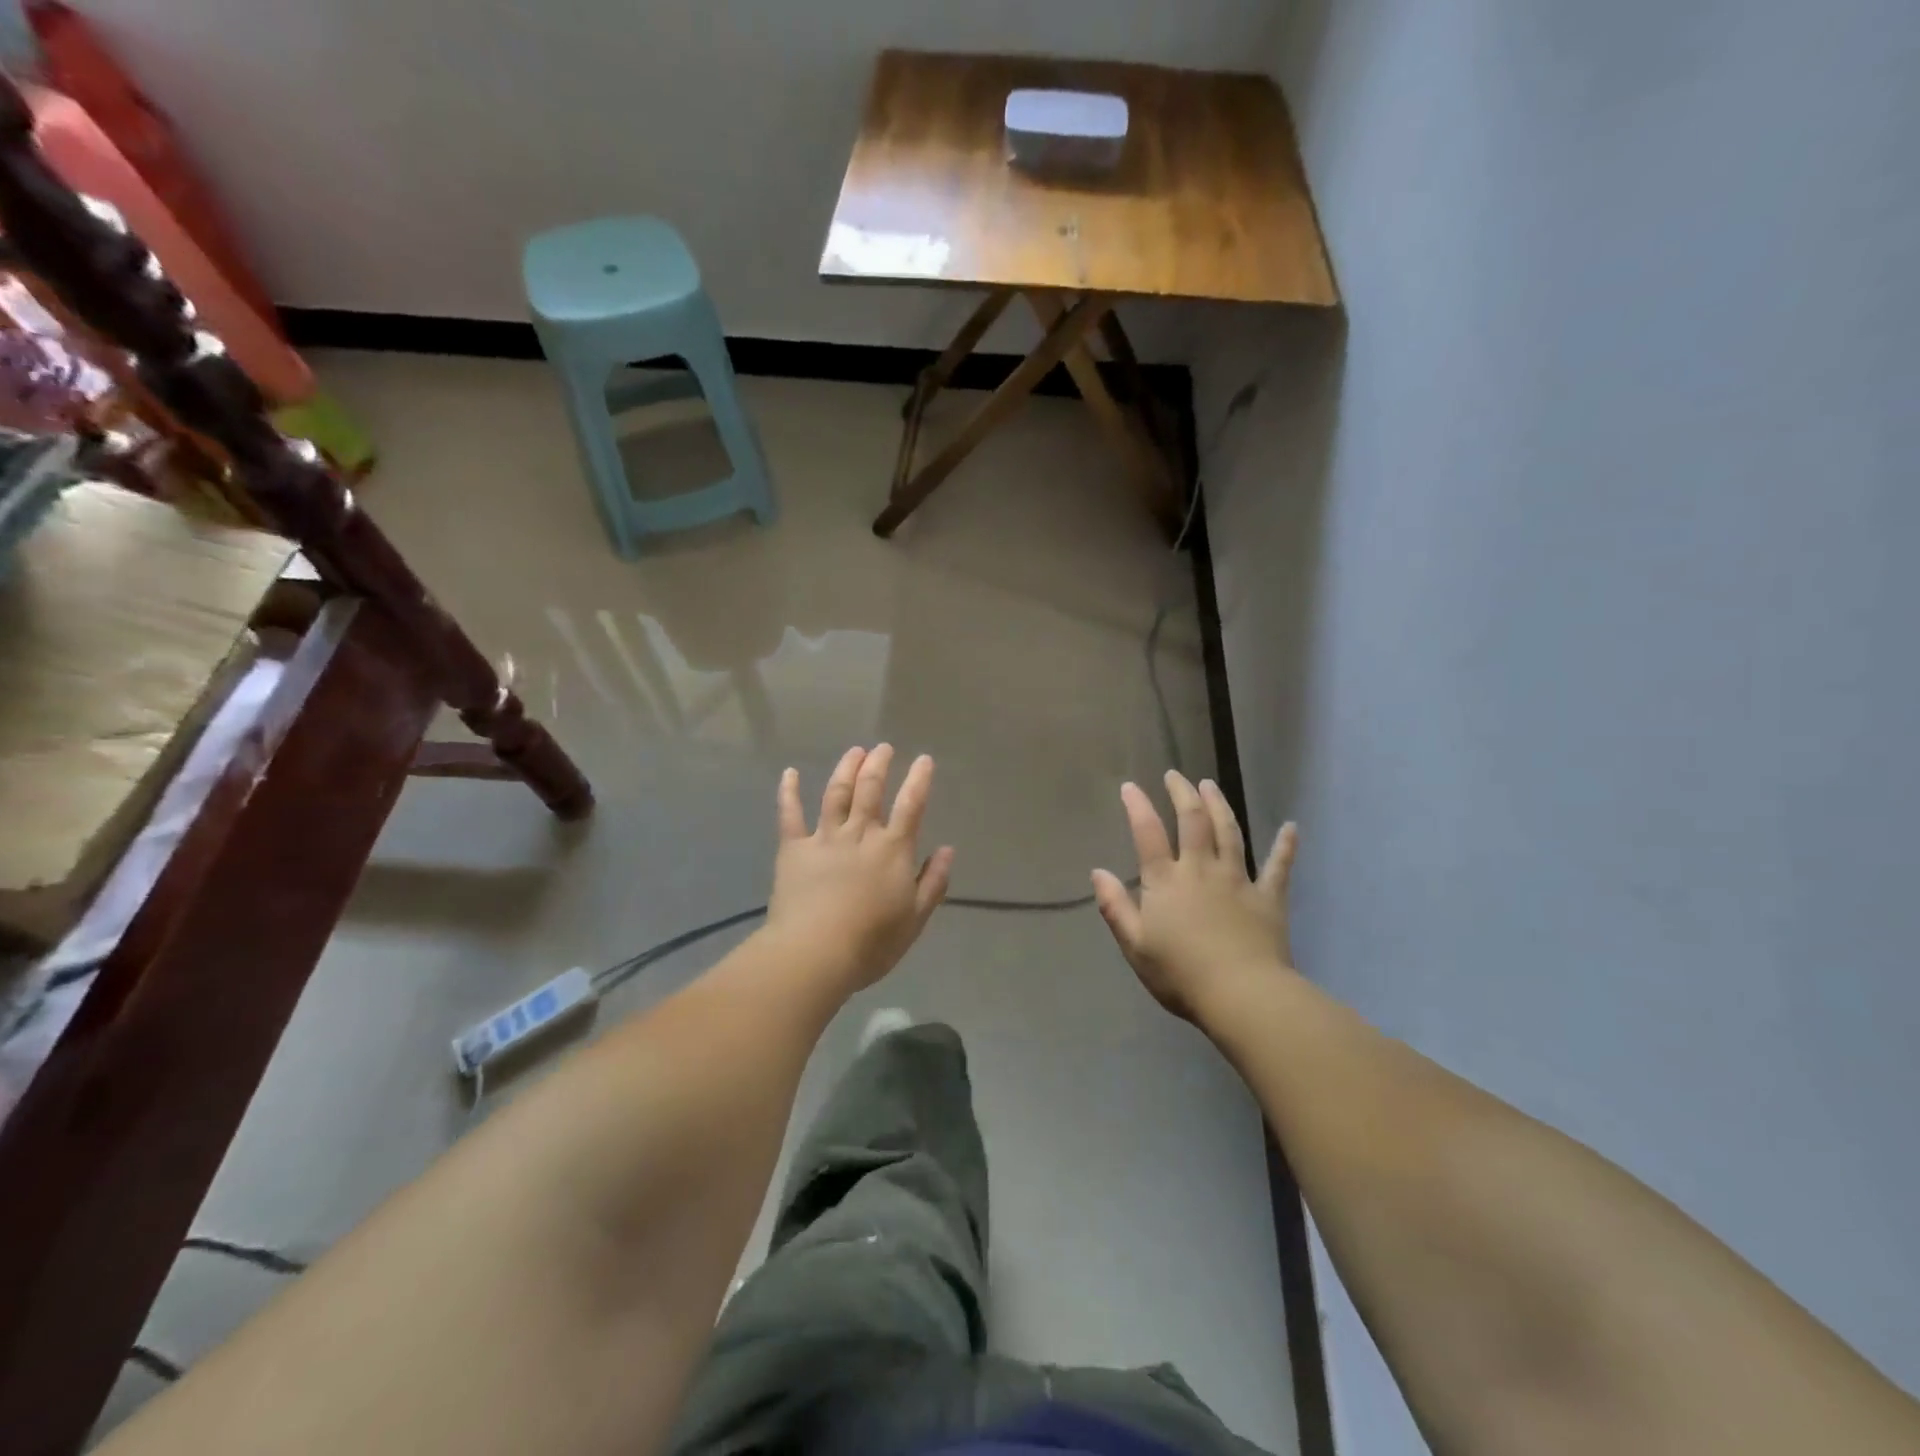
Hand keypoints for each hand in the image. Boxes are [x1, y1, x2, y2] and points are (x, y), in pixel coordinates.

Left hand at [766, 745, 954, 991]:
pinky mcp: (793, 849)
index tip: (924, 759)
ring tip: (855, 751)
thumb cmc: (872, 942)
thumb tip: (948, 850)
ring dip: (846, 768)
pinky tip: (790, 773)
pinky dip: (789, 791)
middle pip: (870, 789)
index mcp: (893, 849)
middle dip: (878, 764)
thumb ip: (933, 882)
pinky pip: (790, 814)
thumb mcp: (915, 918)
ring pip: (836, 793)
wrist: (815, 953)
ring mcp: (824, 838)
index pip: (911, 805)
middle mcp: (860, 834)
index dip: (919, 780)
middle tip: (883, 748)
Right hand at [1091, 771, 1297, 1023]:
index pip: (1148, 834)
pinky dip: (1285, 846)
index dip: (1137, 807)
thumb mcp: (1135, 946)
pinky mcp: (1268, 897)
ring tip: (1211, 785)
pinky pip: (1279, 866)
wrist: (1242, 995)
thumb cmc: (1181, 975)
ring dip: (1220, 805)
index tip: (1130, 786)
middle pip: (1193, 821)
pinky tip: (1291, 827)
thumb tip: (1097, 872)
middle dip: (1183, 794)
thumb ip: (1115, 906)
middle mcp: (1201, 870)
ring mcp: (1237, 880)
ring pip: (1230, 832)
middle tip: (1176, 775)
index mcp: (1166, 882)